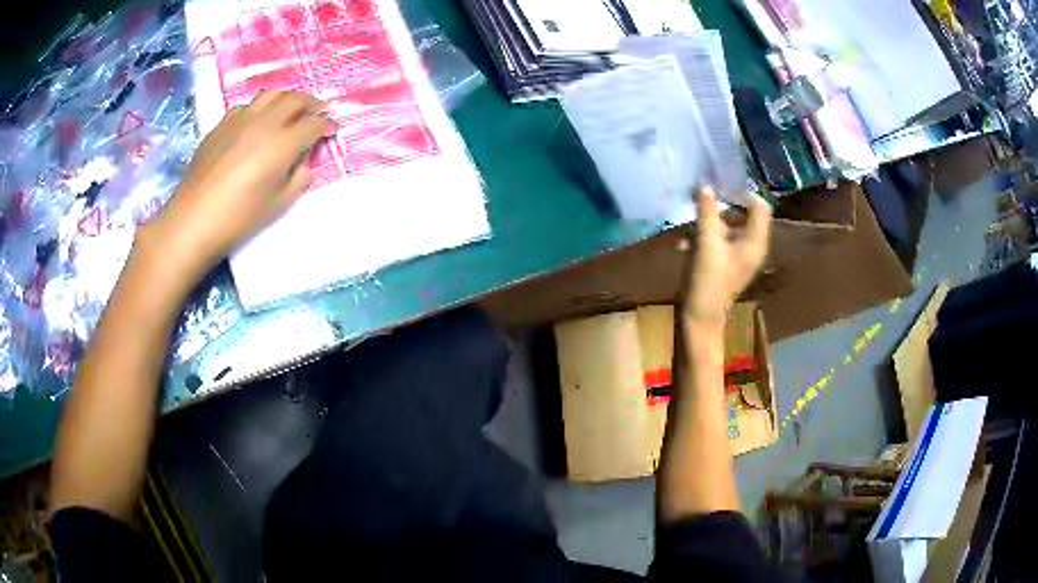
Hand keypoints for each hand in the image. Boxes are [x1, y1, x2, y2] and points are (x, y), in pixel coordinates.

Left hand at [144, 91, 334, 279]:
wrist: (193, 220)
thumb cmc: (239, 218)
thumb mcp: (279, 204)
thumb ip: (299, 177)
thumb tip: (303, 160)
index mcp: (283, 143)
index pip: (314, 124)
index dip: (327, 125)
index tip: (332, 129)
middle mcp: (265, 122)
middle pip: (295, 100)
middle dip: (311, 103)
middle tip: (318, 111)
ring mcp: (241, 119)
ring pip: (271, 95)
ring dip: (287, 99)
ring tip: (290, 109)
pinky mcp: (222, 125)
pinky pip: (247, 106)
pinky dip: (260, 108)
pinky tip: (258, 120)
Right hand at [683, 187, 771, 328]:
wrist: (700, 318)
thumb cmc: (709, 281)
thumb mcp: (707, 244)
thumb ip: (707, 213)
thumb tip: (705, 186)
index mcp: (755, 242)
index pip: (759, 206)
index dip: (743, 193)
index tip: (720, 188)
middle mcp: (751, 246)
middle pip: (741, 215)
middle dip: (720, 207)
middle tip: (700, 199)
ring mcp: (738, 255)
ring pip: (726, 226)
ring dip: (708, 222)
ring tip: (688, 223)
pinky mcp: (725, 262)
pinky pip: (718, 240)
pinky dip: (704, 237)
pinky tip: (685, 243)